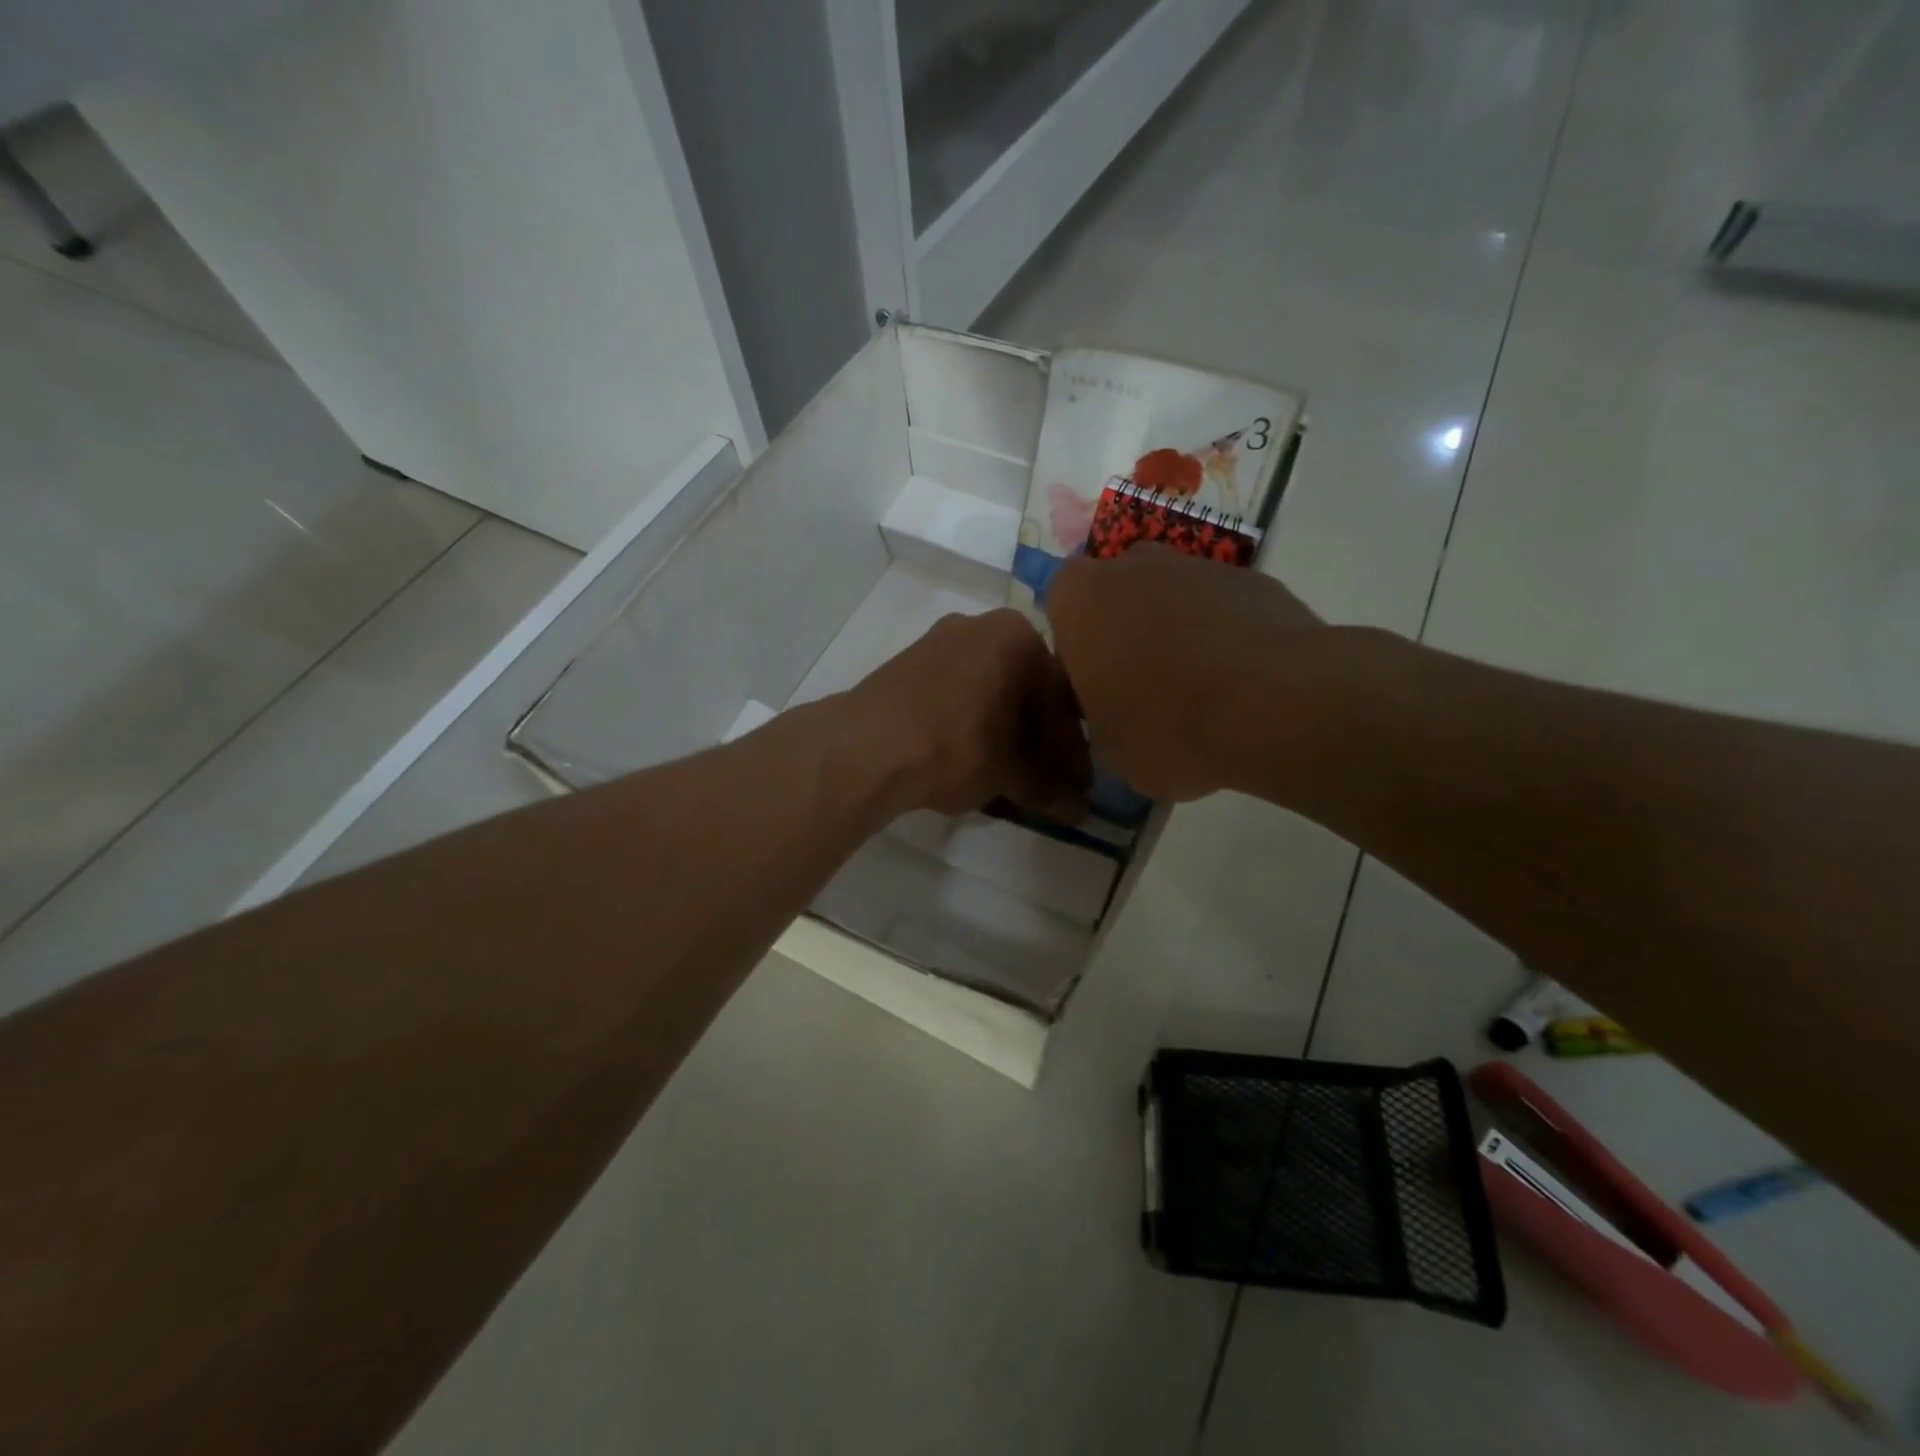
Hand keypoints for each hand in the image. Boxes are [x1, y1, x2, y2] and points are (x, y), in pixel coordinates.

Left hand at [842, 609, 1091, 819]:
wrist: (867, 746)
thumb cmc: (958, 745)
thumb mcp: (1012, 772)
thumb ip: (1049, 788)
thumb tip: (1081, 811)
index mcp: (1019, 635)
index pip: (1062, 698)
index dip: (1073, 749)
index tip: (1080, 784)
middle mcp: (981, 626)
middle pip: (1026, 692)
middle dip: (1040, 741)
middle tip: (1051, 782)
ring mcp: (939, 642)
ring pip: (990, 694)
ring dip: (1007, 735)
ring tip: (1014, 778)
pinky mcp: (908, 666)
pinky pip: (957, 696)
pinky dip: (974, 726)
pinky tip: (976, 761)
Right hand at [1046, 544, 1323, 801]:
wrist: (1272, 706)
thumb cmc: (1165, 727)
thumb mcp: (1107, 746)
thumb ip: (1099, 714)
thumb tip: (1117, 712)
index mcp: (1080, 599)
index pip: (1062, 612)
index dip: (1079, 652)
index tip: (1098, 689)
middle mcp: (1133, 566)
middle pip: (1118, 595)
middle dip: (1126, 631)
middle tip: (1144, 686)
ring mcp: (1197, 565)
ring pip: (1172, 595)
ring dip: (1177, 630)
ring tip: (1201, 688)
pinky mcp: (1253, 579)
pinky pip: (1223, 607)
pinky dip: (1225, 635)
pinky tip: (1242, 682)